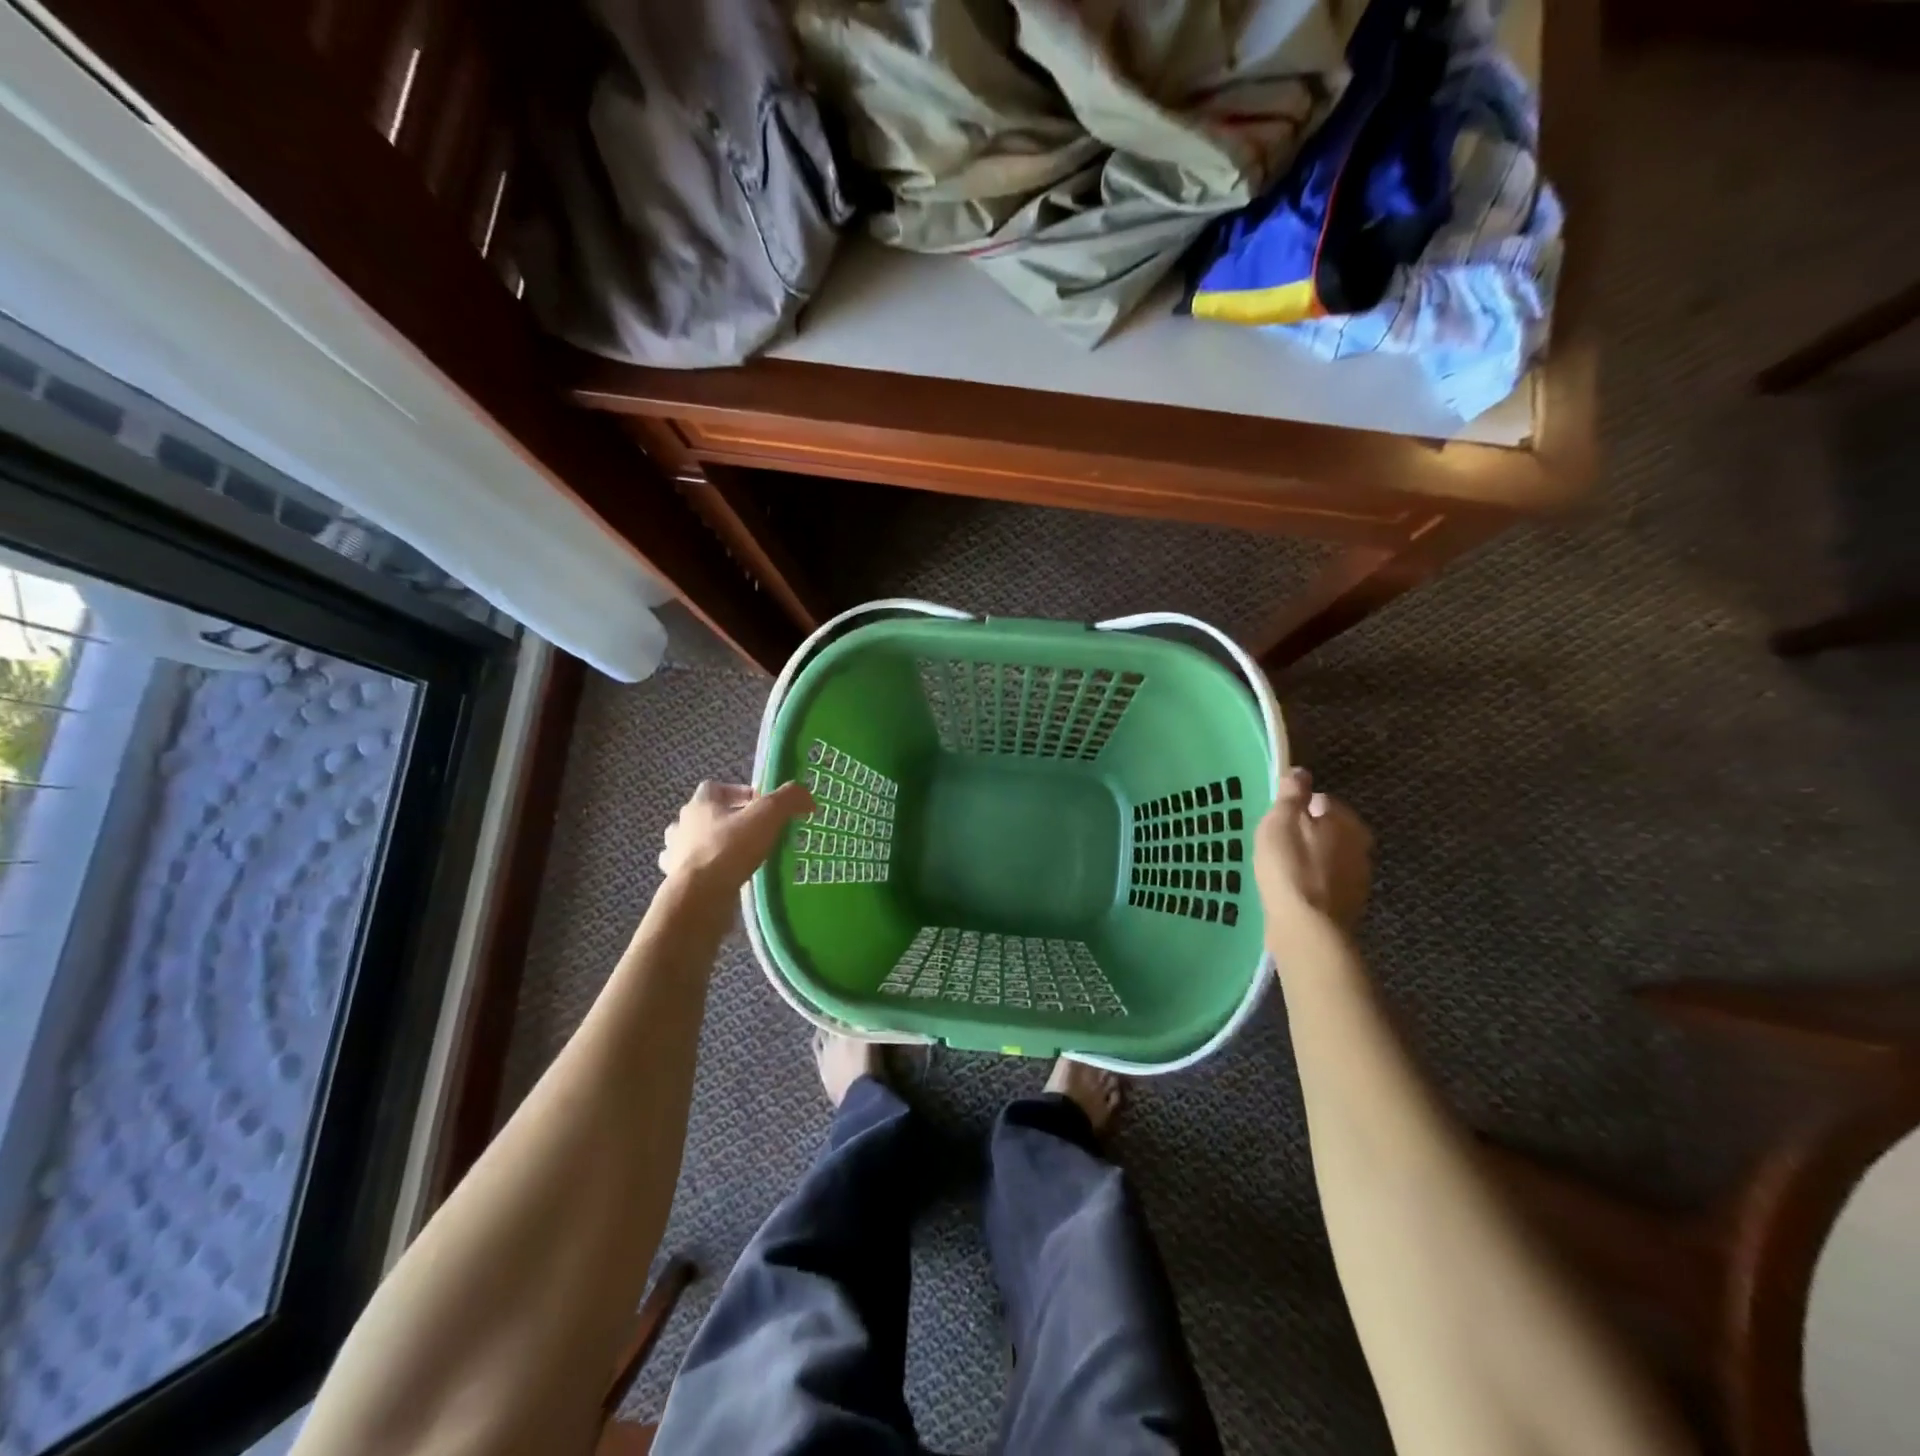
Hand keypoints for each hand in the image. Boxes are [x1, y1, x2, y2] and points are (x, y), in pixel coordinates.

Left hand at [659, 780, 813, 892]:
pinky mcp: (677, 882)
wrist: (698, 898)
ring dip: (715, 846)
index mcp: (699, 804)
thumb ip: (788, 800)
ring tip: (741, 857)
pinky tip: (727, 880)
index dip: (737, 791)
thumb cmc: (729, 849)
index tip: (760, 804)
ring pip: (696, 843)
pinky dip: (709, 873)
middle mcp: (682, 826)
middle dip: (728, 820)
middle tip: (755, 832)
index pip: (714, 787)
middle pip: (705, 815)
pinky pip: (694, 872)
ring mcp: (676, 855)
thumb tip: (806, 796)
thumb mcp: (766, 816)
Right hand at [1254, 768, 1373, 940]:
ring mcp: (1358, 878)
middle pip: (1329, 829)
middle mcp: (1361, 846)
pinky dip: (1312, 883)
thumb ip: (1291, 795)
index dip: (1297, 808)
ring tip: (1281, 868)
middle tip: (1277, 844)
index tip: (1277, 821)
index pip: (1322, 800)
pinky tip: (1292, 890)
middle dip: (1307, 833)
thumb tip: (1301, 771)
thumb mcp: (1280, 823)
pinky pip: (1326, 883)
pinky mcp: (1348, 904)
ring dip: (1310, 859)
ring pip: (1329, 857)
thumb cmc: (1290, 867)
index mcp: (1347, 822)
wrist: (1307, 928)